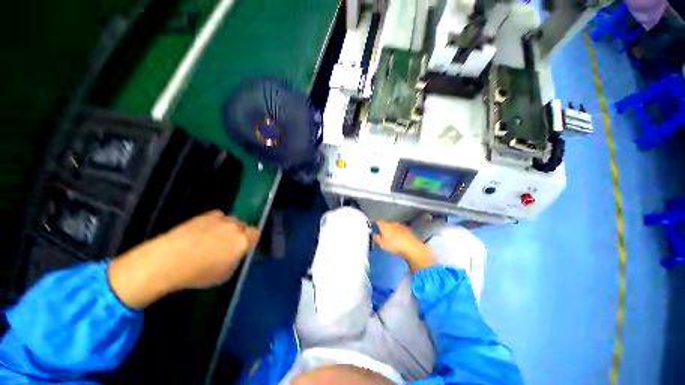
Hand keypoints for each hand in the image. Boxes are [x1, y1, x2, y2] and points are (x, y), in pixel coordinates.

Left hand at [108, 210, 258, 308]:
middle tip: (227, 246)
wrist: (168, 261)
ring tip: (213, 239)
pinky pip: (217, 217)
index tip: (242, 248)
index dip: (250, 241)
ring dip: (227, 228)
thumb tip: (235, 253)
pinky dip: (215, 223)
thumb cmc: (198, 273)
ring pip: (231, 221)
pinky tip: (204, 232)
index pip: (255, 234)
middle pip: (244, 226)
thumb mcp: (225, 274)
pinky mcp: (205, 215)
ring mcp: (220, 219)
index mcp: (243, 241)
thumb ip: (236, 259)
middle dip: (239, 234)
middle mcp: (235, 227)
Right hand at [374, 220, 435, 272]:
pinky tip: (399, 241)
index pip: (378, 221)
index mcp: (385, 225)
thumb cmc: (396, 246)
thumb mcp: (382, 244)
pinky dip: (399, 234)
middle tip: (382, 236)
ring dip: (392, 231)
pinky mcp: (408, 230)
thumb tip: (374, 236)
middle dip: (384, 228)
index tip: (374, 225)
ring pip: (394, 226)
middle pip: (386, 224)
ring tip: (392, 239)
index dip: (375, 223)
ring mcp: (401, 226)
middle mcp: (393, 223)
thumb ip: (376, 239)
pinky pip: (401, 230)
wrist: (412, 248)